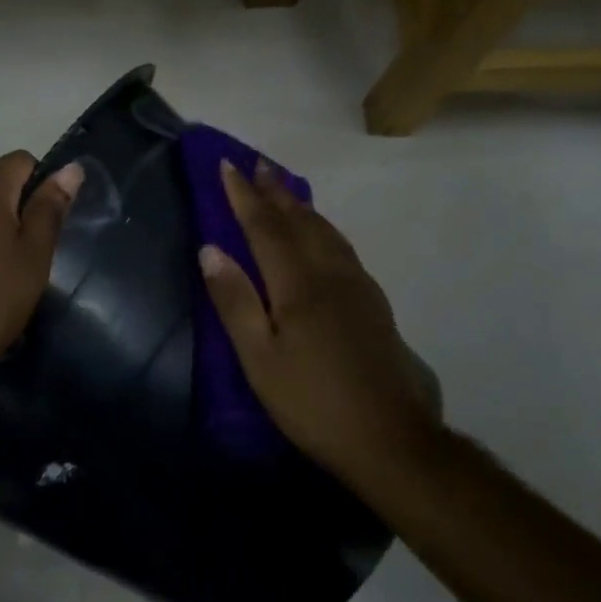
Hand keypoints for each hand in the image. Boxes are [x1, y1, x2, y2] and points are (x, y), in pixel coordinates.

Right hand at [198, 160, 442, 482]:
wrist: (390, 438)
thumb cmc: (312, 401)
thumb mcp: (259, 358)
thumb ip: (235, 301)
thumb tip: (210, 249)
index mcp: (298, 284)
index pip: (264, 227)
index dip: (243, 196)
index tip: (226, 165)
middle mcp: (330, 273)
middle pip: (299, 220)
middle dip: (275, 190)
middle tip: (257, 163)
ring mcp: (357, 286)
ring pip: (325, 230)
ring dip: (300, 204)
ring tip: (284, 188)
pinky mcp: (373, 303)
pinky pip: (341, 246)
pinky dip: (322, 227)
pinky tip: (321, 234)